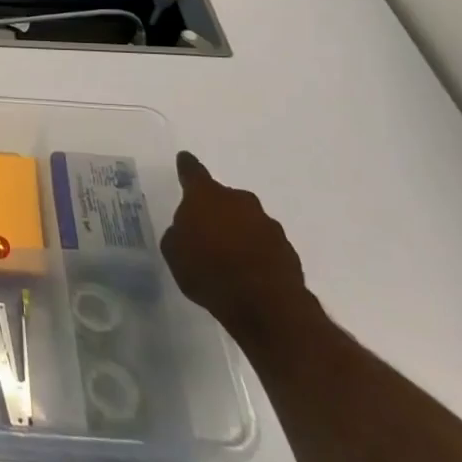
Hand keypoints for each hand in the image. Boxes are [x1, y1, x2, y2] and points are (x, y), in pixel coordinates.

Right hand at [161, 151, 314, 341]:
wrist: (265, 304)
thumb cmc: (208, 271)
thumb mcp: (174, 253)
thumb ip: (178, 234)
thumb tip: (186, 231)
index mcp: (206, 196)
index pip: (193, 173)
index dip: (186, 167)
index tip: (184, 158)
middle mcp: (239, 201)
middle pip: (223, 198)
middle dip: (215, 210)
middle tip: (205, 231)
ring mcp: (268, 223)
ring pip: (246, 221)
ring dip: (238, 232)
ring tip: (228, 258)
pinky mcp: (287, 249)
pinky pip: (264, 244)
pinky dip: (255, 253)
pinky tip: (247, 274)